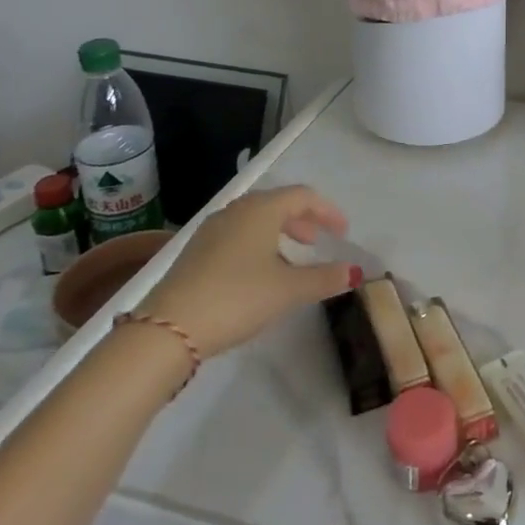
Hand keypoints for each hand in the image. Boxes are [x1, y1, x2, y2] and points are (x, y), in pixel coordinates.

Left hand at [140, 186, 355, 358]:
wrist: (169, 328)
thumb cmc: (238, 297)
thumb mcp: (288, 290)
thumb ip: (324, 278)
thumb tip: (355, 271)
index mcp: (262, 209)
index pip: (303, 196)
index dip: (328, 211)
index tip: (343, 232)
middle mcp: (236, 210)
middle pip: (277, 203)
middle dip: (302, 220)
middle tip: (317, 242)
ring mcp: (212, 229)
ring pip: (255, 219)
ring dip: (279, 232)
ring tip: (291, 258)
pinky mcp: (196, 251)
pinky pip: (237, 234)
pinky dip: (257, 243)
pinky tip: (258, 272)